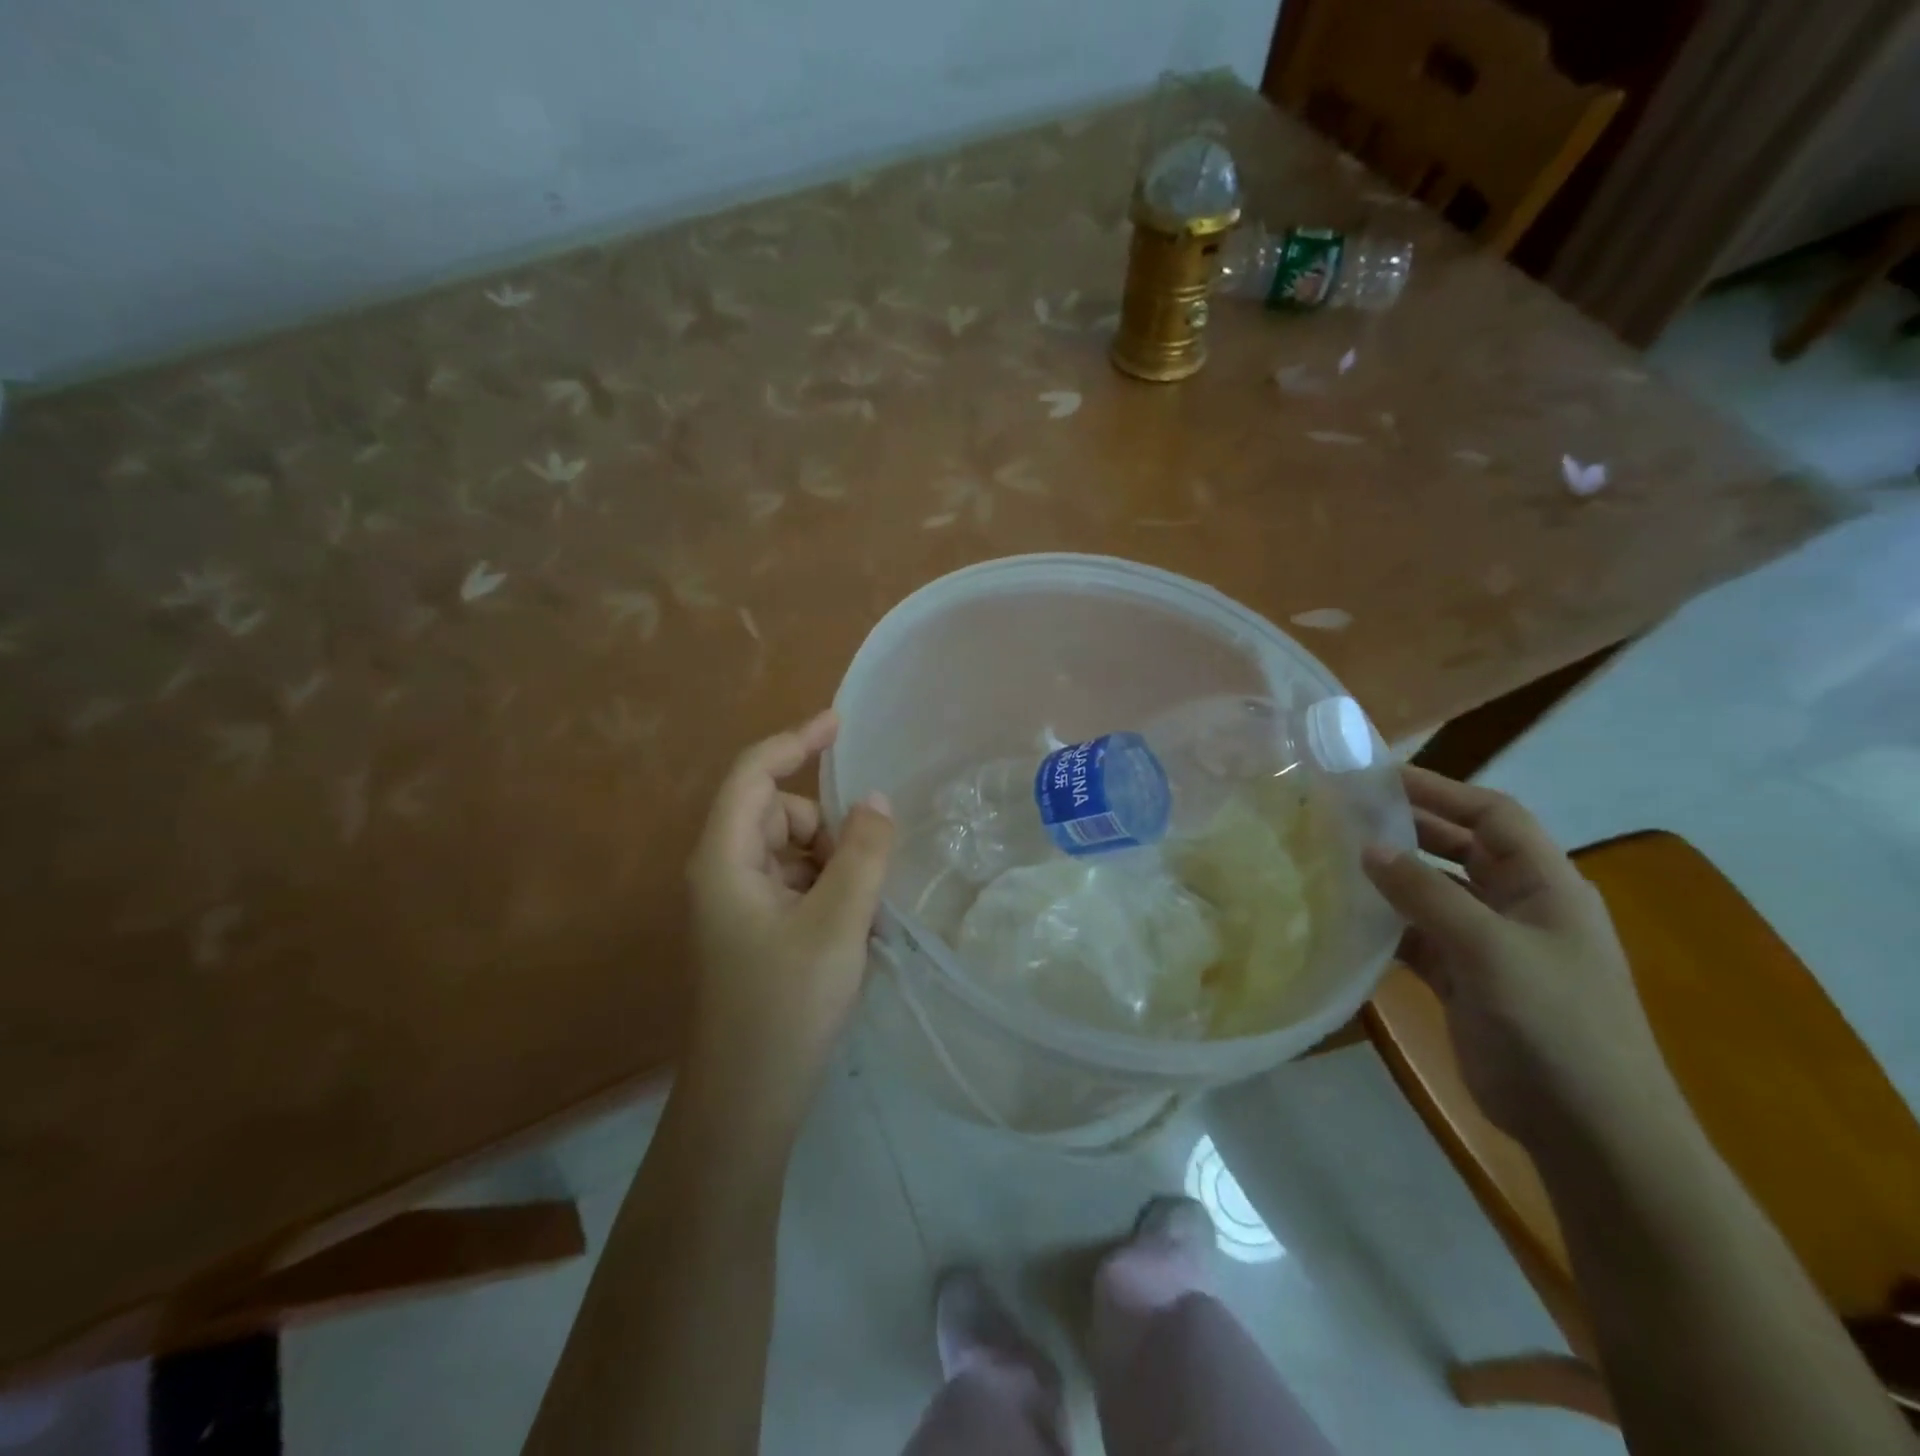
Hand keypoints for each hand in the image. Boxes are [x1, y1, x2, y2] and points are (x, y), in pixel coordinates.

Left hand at [684, 710, 894, 1116]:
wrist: (748, 1102)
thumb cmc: (785, 1007)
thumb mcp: (836, 923)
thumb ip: (862, 854)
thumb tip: (876, 800)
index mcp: (725, 859)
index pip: (754, 775)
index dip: (796, 740)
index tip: (842, 723)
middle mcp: (726, 871)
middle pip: (782, 814)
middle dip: (829, 830)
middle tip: (866, 878)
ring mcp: (741, 902)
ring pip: (797, 850)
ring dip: (836, 865)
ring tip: (861, 917)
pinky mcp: (758, 929)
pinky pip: (800, 883)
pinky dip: (830, 891)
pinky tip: (852, 932)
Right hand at [1362, 767, 1676, 1148]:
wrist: (1590, 1132)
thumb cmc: (1556, 1026)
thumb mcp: (1491, 950)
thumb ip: (1426, 894)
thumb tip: (1368, 847)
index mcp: (1546, 886)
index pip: (1493, 815)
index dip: (1441, 790)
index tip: (1379, 777)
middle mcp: (1519, 906)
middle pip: (1460, 848)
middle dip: (1409, 828)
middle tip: (1345, 813)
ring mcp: (1492, 945)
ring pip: (1434, 892)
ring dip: (1392, 876)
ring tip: (1334, 856)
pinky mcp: (1466, 980)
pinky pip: (1419, 936)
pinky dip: (1387, 924)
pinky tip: (1348, 916)